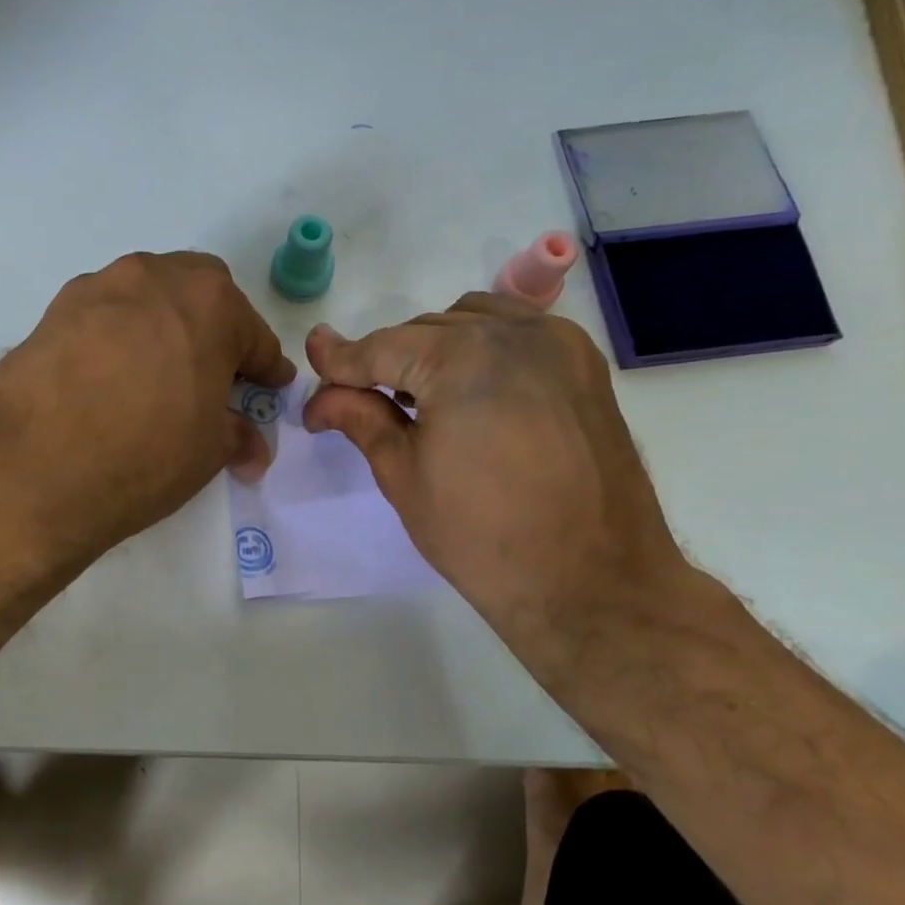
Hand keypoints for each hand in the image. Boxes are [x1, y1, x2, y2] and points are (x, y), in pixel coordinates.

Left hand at [0, 252, 295, 566]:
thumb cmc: (144, 454)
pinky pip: (102, 316)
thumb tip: (250, 448)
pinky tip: (109, 378)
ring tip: (157, 375)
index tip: (269, 387)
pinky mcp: (52, 311)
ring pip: (146, 297)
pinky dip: (117, 338)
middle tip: (211, 375)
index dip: (265, 368)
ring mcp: (97, 289)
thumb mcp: (207, 452)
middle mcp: (154, 278)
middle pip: (200, 294)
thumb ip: (235, 435)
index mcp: (210, 303)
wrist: (32, 469)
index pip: (253, 336)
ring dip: (162, 326)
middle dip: (215, 329)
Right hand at [303, 294, 694, 692]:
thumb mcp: (404, 476)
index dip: (340, 362)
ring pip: (472, 321)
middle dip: (386, 360)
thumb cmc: (483, 538)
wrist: (592, 582)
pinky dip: (483, 347)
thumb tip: (320, 396)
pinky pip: (518, 333)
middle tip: (357, 401)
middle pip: (425, 330)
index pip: (382, 347)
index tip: (312, 368)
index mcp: (463, 359)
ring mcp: (558, 345)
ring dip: (434, 347)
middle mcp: (514, 333)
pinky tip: (471, 390)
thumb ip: (361, 420)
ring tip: (418, 396)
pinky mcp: (584, 366)